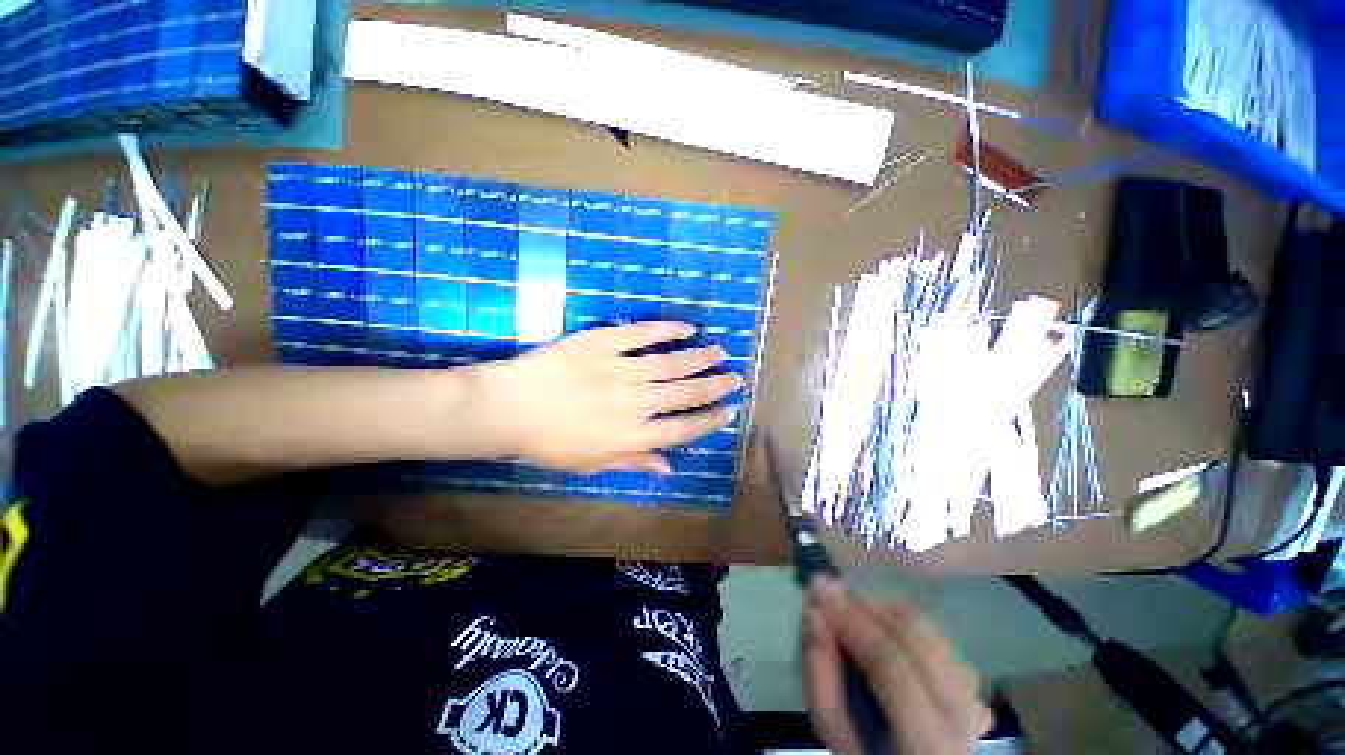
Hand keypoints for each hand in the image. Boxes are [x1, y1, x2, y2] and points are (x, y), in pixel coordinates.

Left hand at [465, 322, 742, 472]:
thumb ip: (633, 461)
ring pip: (670, 362)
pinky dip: (666, 330)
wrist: (507, 407)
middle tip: (735, 377)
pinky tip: (685, 328)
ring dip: (699, 357)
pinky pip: (641, 334)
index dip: (709, 420)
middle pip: (685, 392)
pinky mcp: (603, 343)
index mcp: (632, 434)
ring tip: (718, 351)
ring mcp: (620, 368)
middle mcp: (635, 402)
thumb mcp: (591, 463)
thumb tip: (668, 467)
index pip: (683, 428)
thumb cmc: (548, 443)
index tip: (727, 411)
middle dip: (715, 385)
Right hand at [805, 578, 991, 754]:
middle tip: (830, 586)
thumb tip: (814, 612)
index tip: (820, 589)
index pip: (893, 667)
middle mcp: (962, 716)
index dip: (855, 622)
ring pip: (927, 629)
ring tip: (849, 602)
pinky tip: (877, 620)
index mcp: (928, 743)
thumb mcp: (836, 731)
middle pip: (916, 638)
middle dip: (867, 604)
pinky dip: (900, 617)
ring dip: (883, 606)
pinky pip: (935, 633)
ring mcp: (973, 695)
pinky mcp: (972, 680)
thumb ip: (822, 675)